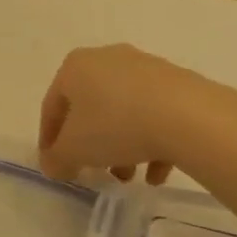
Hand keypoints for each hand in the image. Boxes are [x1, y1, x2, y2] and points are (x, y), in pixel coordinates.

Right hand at [39, 44, 203, 183]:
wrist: (187, 116)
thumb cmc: (116, 126)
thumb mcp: (74, 150)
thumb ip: (56, 159)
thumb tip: (52, 164)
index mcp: (76, 67)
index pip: (52, 106)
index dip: (49, 140)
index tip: (55, 165)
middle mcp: (108, 58)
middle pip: (91, 108)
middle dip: (91, 145)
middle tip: (94, 171)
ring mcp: (145, 68)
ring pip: (124, 112)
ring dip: (121, 147)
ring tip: (129, 177)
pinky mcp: (176, 82)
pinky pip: (154, 114)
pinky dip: (151, 141)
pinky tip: (157, 172)